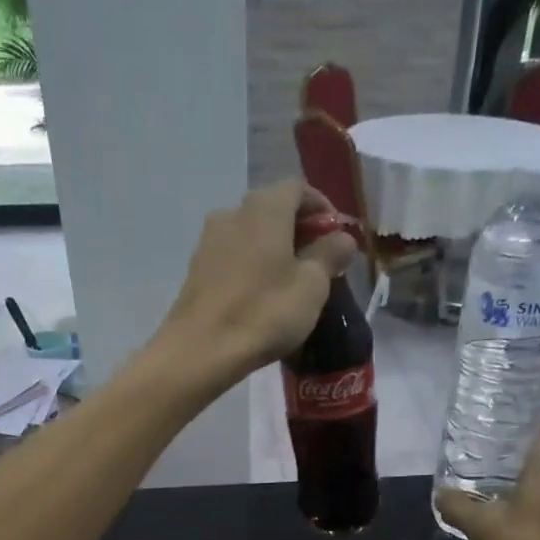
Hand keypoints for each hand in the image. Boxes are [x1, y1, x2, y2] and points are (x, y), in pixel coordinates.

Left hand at [157, 180, 356, 383]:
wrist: (200, 350)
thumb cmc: (264, 312)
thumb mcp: (312, 285)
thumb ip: (330, 254)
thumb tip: (342, 237)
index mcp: (265, 208)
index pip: (299, 189)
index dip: (322, 208)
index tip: (337, 236)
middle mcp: (233, 212)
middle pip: (273, 209)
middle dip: (299, 230)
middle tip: (318, 261)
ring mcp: (209, 240)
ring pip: (251, 233)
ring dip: (274, 249)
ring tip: (290, 280)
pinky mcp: (196, 269)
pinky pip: (233, 256)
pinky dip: (252, 265)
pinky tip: (261, 294)